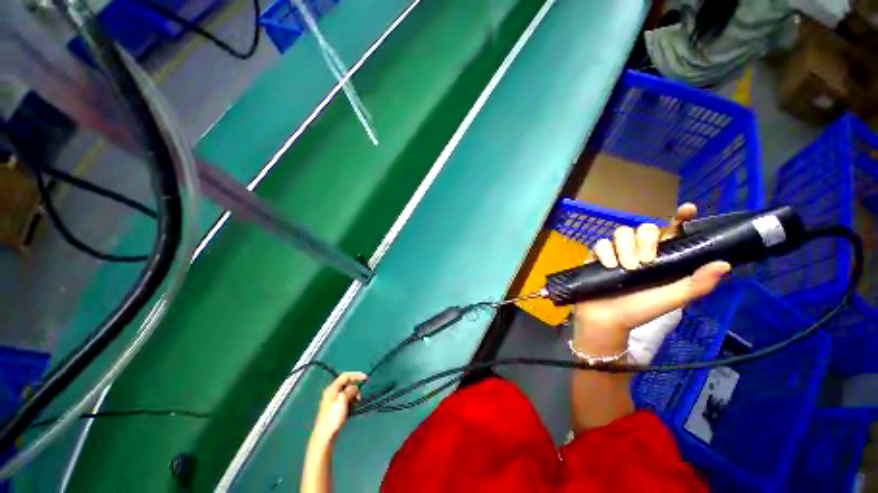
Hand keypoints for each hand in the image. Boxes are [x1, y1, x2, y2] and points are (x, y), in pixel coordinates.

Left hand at [312, 372, 366, 442]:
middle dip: (355, 386)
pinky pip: (344, 400)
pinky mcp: (334, 409)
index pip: (345, 376)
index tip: (366, 378)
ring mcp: (332, 401)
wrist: (324, 436)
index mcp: (332, 389)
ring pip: (346, 392)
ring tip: (357, 402)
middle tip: (360, 395)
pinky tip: (352, 407)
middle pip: (345, 384)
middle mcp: (331, 393)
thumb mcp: (342, 400)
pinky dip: (350, 400)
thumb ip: (349, 390)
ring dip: (353, 395)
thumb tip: (354, 387)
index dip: (356, 375)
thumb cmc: (333, 417)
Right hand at [573, 204, 729, 352]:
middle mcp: (638, 250)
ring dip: (625, 247)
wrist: (607, 319)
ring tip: (627, 267)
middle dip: (645, 241)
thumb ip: (697, 284)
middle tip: (645, 262)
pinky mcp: (597, 256)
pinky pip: (601, 243)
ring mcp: (616, 252)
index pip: (672, 232)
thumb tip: (725, 264)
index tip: (687, 209)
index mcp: (660, 258)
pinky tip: (610, 266)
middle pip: (643, 228)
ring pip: (621, 232)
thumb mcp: (672, 299)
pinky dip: (606, 252)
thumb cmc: (639, 310)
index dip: (679, 219)